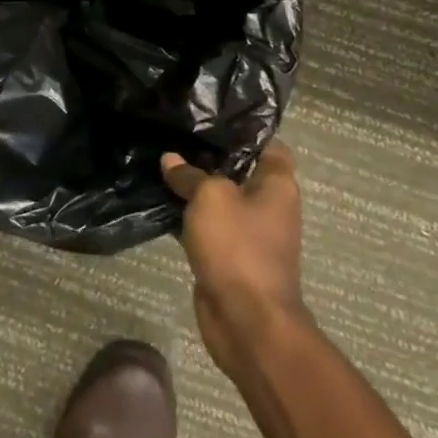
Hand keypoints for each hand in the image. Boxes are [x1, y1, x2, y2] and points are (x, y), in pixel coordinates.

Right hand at [161, 143, 306, 374]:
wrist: (247, 320)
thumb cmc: (238, 247)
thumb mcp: (210, 197)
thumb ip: (190, 174)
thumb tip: (171, 160)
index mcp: (276, 185)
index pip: (268, 144)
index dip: (244, 129)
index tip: (210, 116)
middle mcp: (268, 206)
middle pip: (238, 170)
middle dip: (208, 155)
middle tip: (174, 134)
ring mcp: (248, 233)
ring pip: (219, 199)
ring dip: (194, 187)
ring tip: (161, 161)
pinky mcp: (228, 256)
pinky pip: (207, 226)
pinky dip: (188, 216)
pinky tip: (161, 200)